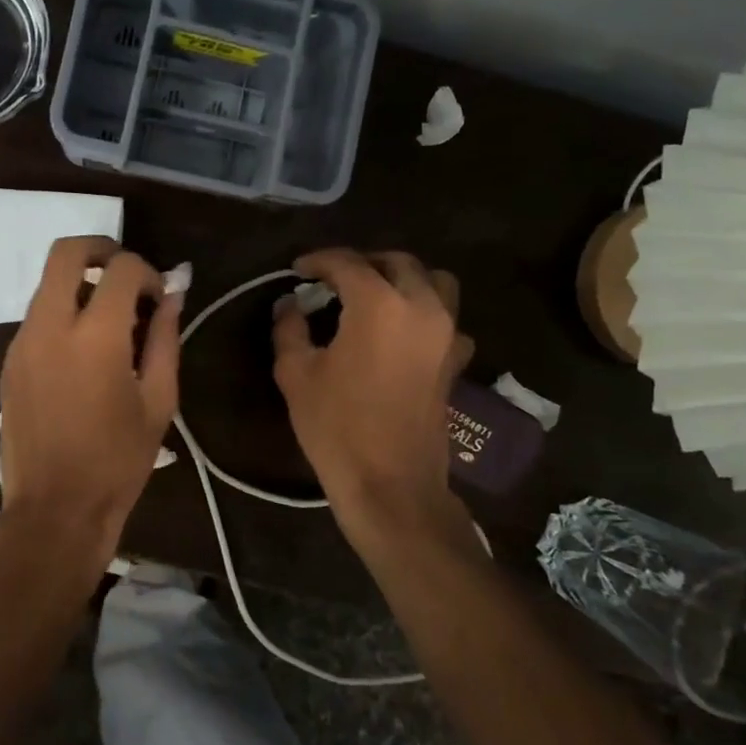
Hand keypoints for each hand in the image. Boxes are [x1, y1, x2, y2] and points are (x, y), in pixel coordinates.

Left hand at [0, 237, 181, 575]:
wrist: (55, 508)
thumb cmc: (118, 460)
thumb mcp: (158, 401)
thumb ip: (164, 338)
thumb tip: (172, 295)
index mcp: (95, 337)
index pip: (120, 269)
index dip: (147, 272)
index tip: (159, 297)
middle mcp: (50, 327)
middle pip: (65, 252)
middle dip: (100, 250)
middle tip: (126, 276)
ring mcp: (22, 342)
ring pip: (48, 284)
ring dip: (81, 286)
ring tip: (111, 324)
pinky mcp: (9, 361)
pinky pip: (38, 316)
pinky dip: (64, 314)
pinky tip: (85, 353)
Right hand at [272, 248, 472, 548]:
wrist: (390, 484)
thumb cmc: (336, 426)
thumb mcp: (296, 374)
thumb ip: (289, 328)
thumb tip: (291, 304)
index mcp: (379, 304)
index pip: (347, 263)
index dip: (318, 261)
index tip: (297, 270)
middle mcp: (421, 307)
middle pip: (397, 262)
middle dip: (362, 263)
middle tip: (332, 279)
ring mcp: (446, 333)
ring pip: (433, 281)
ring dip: (402, 278)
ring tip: (373, 295)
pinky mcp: (455, 360)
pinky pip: (446, 318)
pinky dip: (425, 312)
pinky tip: (401, 332)